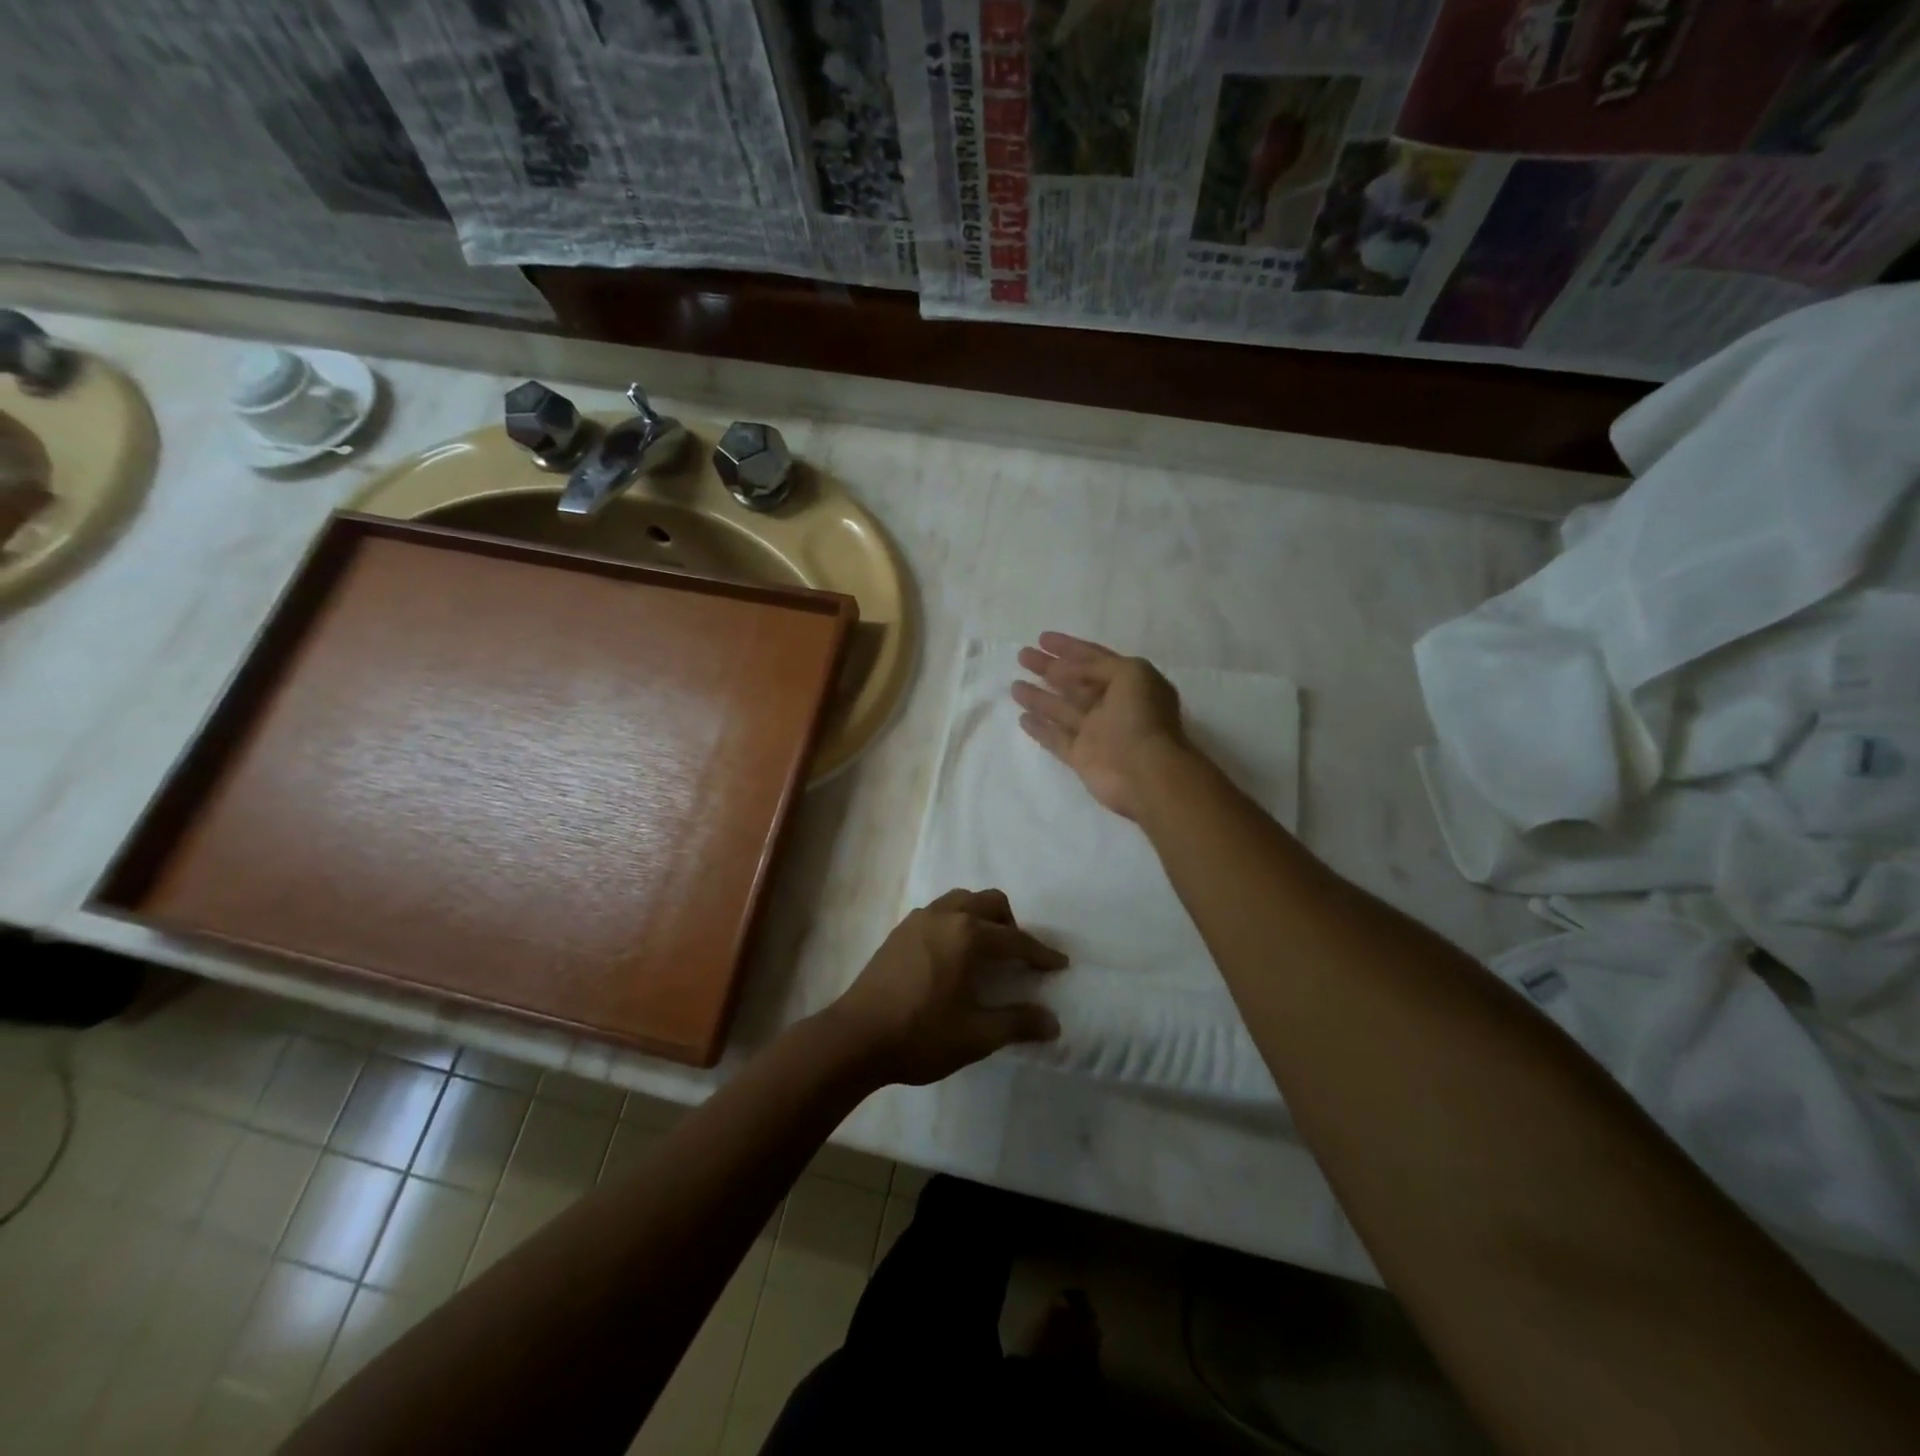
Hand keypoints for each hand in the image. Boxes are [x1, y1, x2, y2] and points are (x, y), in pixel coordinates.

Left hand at [828, 888, 1067, 1085]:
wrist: (855, 1037)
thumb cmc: (921, 1035)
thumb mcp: (976, 1035)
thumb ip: (1017, 1023)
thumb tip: (1052, 1022)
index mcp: (968, 936)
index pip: (1016, 939)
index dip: (1041, 953)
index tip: (1059, 964)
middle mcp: (946, 916)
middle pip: (990, 903)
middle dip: (1011, 924)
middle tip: (1018, 956)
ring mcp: (918, 920)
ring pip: (961, 900)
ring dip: (981, 916)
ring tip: (985, 949)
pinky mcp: (899, 931)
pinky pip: (939, 911)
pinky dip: (956, 921)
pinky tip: (951, 954)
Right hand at [1011, 632, 1189, 819]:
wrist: (1145, 772)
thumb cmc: (1142, 717)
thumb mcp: (1130, 673)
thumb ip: (1098, 665)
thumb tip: (1066, 668)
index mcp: (1128, 683)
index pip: (1094, 659)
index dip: (1069, 647)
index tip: (1042, 638)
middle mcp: (1111, 706)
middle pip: (1074, 682)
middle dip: (1049, 668)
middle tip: (1022, 656)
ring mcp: (1095, 733)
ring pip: (1062, 709)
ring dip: (1039, 696)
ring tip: (1014, 685)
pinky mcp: (1081, 757)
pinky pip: (1056, 739)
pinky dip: (1040, 729)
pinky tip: (1022, 718)